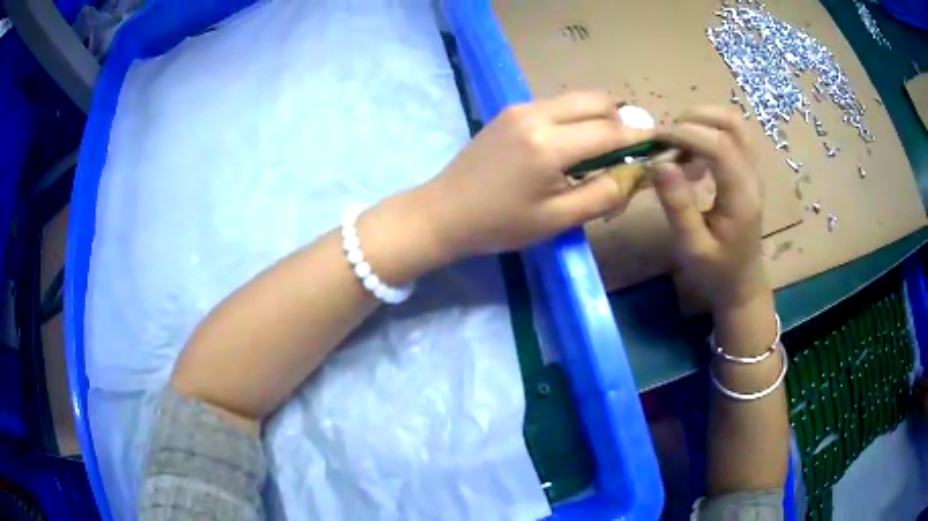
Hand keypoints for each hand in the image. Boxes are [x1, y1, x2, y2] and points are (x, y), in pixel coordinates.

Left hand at [418, 91, 652, 258]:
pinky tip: (569, 146)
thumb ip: (602, 194)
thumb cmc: (500, 224)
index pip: (609, 130)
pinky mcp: (510, 110)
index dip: (637, 136)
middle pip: (595, 100)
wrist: (444, 211)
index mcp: (549, 145)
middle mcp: (537, 115)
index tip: (656, 143)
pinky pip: (556, 105)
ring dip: (596, 118)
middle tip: (625, 148)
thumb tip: (631, 174)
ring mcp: (520, 108)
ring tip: (598, 150)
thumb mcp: (557, 220)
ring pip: (575, 99)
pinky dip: (574, 118)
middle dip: (619, 119)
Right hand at [653, 106, 769, 311]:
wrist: (742, 284)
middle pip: (732, 123)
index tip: (656, 141)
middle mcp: (752, 176)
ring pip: (734, 125)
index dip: (686, 134)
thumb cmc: (716, 271)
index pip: (719, 145)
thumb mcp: (692, 247)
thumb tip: (658, 162)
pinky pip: (732, 137)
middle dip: (696, 117)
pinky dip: (709, 131)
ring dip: (704, 120)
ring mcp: (752, 172)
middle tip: (668, 136)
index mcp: (741, 196)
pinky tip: (692, 153)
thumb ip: (677, 205)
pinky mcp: (747, 172)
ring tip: (678, 141)